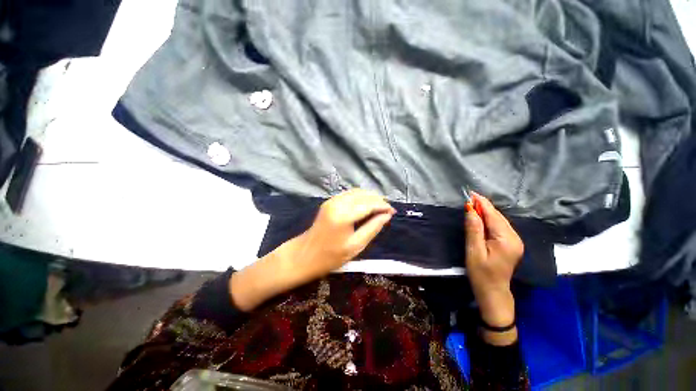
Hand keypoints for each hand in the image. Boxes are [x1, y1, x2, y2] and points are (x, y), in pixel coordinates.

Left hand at [231, 189, 394, 310]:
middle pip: (363, 195)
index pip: (369, 204)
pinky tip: (366, 205)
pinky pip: (349, 194)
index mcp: (344, 215)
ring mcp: (332, 200)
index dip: (382, 206)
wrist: (304, 254)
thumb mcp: (356, 246)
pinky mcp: (329, 201)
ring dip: (370, 197)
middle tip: (388, 210)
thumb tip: (387, 216)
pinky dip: (361, 197)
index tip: (393, 212)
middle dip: (378, 200)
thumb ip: (372, 228)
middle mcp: (337, 203)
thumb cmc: (330, 256)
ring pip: (357, 192)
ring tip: (380, 208)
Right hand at [464, 192, 523, 344]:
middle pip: (498, 216)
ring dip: (486, 212)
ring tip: (472, 205)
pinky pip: (500, 226)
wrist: (493, 292)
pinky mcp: (512, 244)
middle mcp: (515, 237)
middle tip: (469, 198)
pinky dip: (490, 219)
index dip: (482, 204)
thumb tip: (470, 209)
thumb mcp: (474, 251)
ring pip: (500, 220)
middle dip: (484, 206)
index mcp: (506, 239)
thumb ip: (473, 229)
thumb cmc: (480, 273)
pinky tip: (481, 217)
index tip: (470, 193)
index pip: (493, 216)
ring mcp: (515, 241)